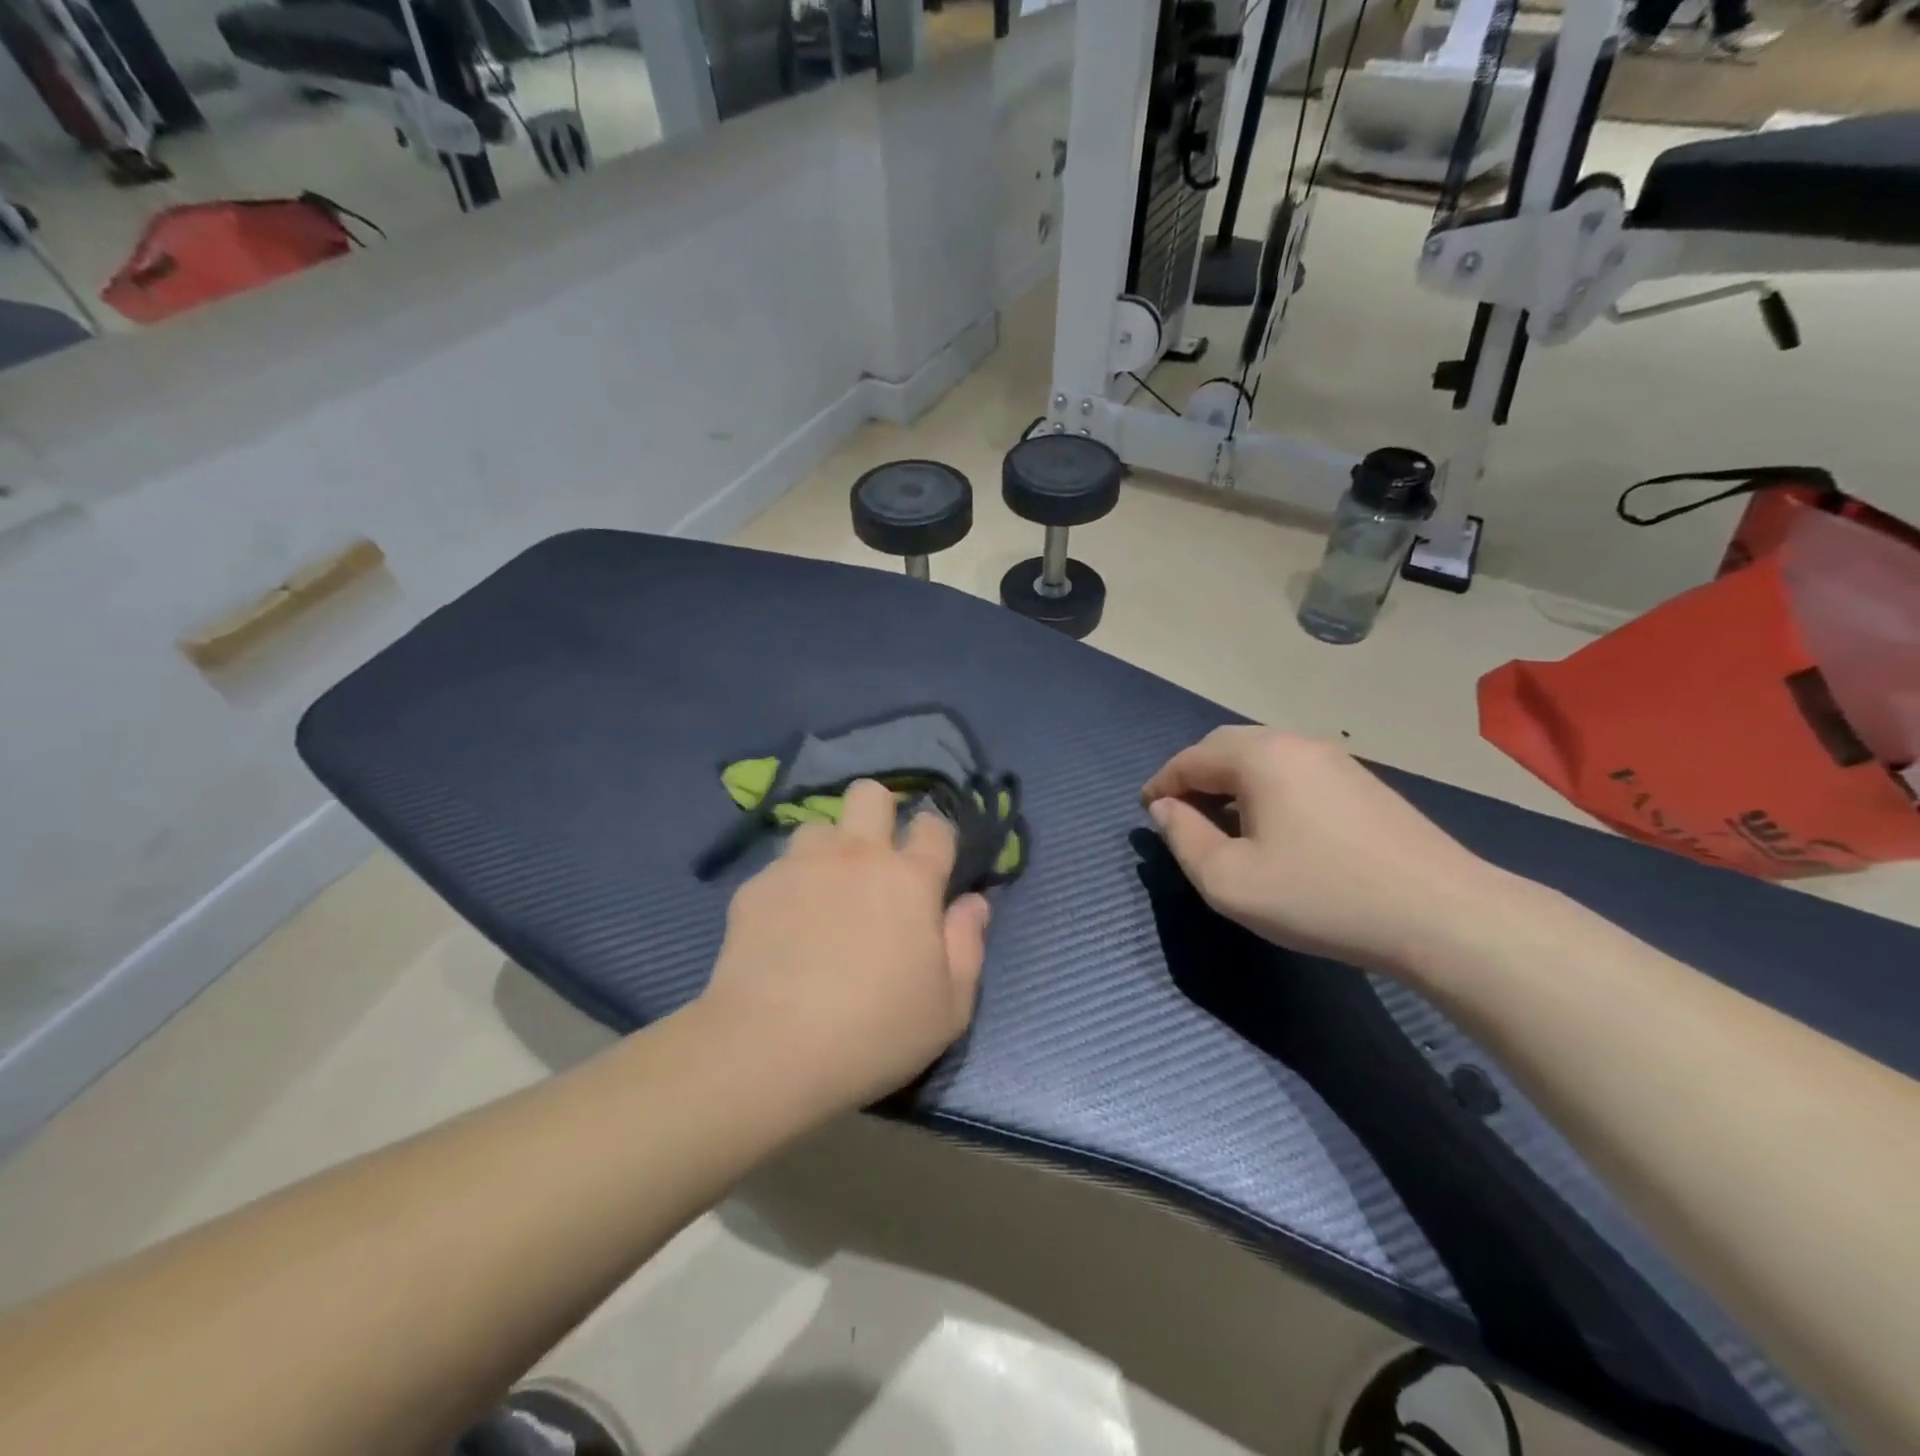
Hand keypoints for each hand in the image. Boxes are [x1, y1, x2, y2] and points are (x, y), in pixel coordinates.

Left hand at [700, 779, 991, 1115]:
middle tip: (876, 859)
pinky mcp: (756, 885)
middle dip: (879, 812)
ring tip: (823, 891)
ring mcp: (801, 865)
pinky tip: (783, 926)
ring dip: (828, 849)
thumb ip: (968, 945)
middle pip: (869, 794)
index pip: (934, 826)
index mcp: (909, 879)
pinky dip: (789, 885)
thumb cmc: (874, 1031)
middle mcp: (856, 856)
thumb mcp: (949, 1006)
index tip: (933, 862)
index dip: (936, 836)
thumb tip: (975, 902)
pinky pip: (779, 866)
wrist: (769, 1048)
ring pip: (819, 825)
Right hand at [1142, 728, 1509, 977]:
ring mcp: (1336, 760)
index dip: (1161, 784)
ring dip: (1230, 781)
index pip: (1191, 759)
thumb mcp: (1230, 881)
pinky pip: (1294, 771)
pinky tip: (1271, 826)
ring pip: (1263, 757)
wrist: (1442, 915)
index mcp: (1259, 757)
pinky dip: (1264, 788)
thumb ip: (1184, 839)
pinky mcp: (1363, 783)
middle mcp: (1296, 743)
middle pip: (1226, 747)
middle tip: (1179, 813)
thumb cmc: (1321, 896)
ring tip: (1220, 822)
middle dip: (1194, 776)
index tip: (1147, 812)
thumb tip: (1165, 810)